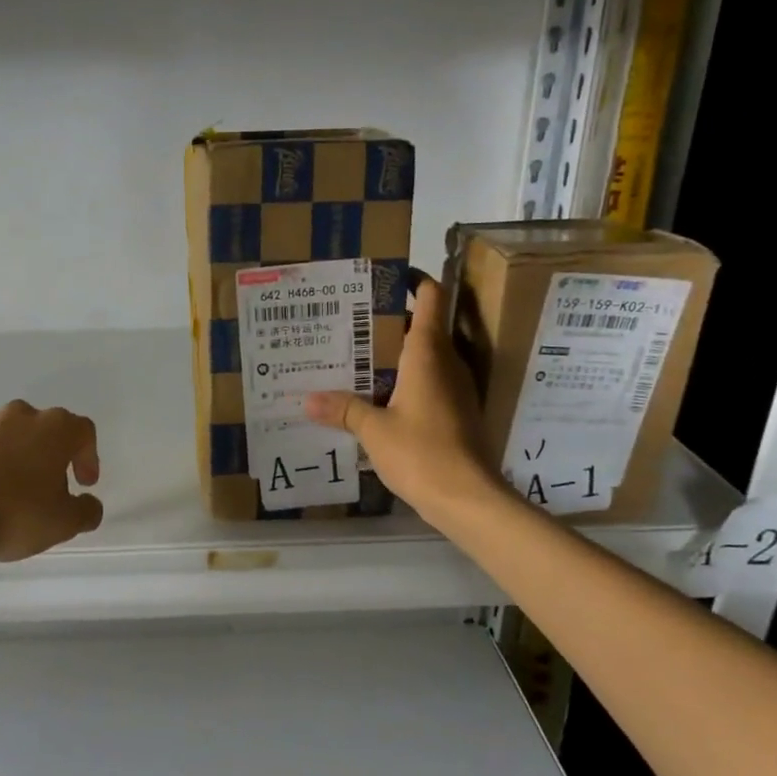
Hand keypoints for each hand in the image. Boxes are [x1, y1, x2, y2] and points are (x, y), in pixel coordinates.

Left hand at [0, 400, 104, 562]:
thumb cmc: (14, 516)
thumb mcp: (64, 523)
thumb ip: (86, 511)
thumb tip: (89, 504)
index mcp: (54, 428)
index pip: (83, 431)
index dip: (88, 457)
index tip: (83, 484)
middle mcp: (19, 415)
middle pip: (43, 429)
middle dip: (48, 455)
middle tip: (46, 488)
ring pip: (6, 435)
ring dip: (12, 456)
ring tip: (6, 491)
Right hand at [305, 273, 497, 521]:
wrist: (468, 498)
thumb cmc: (421, 452)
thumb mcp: (374, 430)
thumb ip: (343, 410)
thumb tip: (308, 400)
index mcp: (428, 353)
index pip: (431, 298)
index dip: (415, 280)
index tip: (386, 277)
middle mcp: (447, 362)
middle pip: (424, 326)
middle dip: (391, 320)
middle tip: (352, 322)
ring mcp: (457, 388)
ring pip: (427, 356)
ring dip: (398, 353)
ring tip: (358, 357)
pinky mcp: (458, 412)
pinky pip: (431, 383)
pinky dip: (407, 381)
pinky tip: (379, 397)